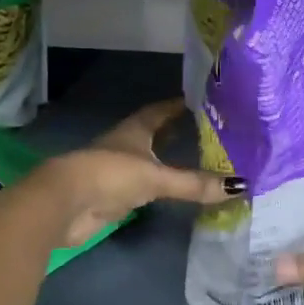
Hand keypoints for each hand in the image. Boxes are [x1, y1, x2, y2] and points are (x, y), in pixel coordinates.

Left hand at [42, 99, 242, 247]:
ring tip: (196, 158)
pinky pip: (144, 185)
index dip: (179, 105)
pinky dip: (159, 184)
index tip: (202, 100)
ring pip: (149, 159)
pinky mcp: (114, 195)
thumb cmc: (110, 175)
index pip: (161, 110)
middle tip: (206, 130)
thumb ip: (194, 183)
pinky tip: (173, 188)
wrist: (64, 204)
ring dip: (167, 158)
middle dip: (176, 131)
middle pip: (154, 133)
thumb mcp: (156, 177)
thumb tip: (239, 185)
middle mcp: (127, 144)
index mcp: (135, 129)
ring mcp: (118, 169)